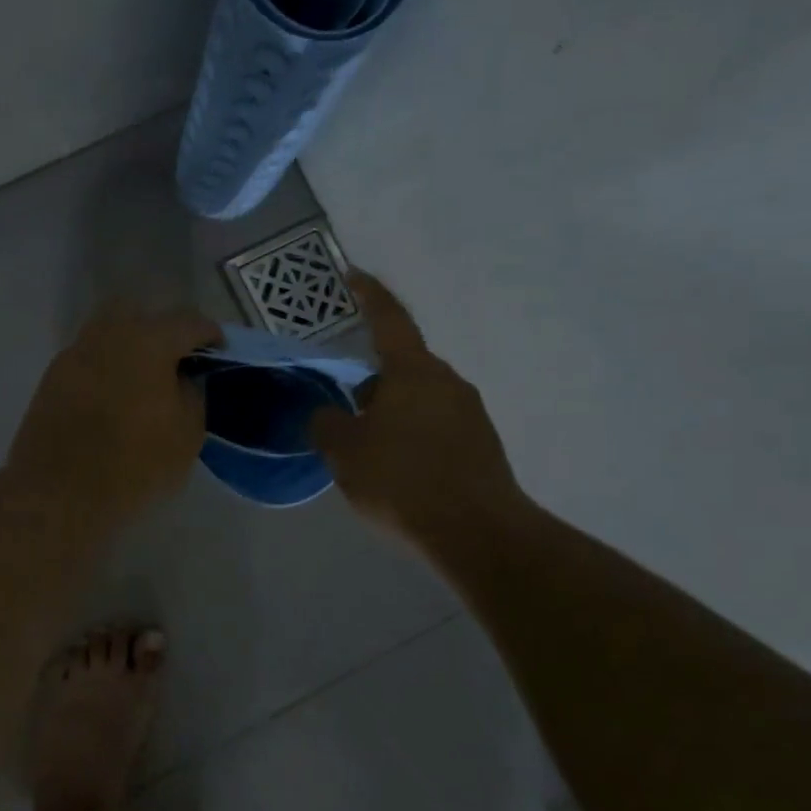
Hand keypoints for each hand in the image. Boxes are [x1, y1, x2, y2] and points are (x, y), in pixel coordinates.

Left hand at [5, 306, 219, 527]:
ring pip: (109, 331)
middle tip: (175, 361)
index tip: (219, 352)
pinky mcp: (53, 376)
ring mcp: (76, 352)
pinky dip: (106, 367)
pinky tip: (113, 396)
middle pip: (142, 314)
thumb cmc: (134, 463)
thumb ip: (194, 394)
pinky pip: (89, 357)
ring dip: (130, 346)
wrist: (59, 492)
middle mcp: (109, 334)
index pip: (189, 321)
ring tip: (143, 379)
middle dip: (163, 330)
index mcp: (148, 340)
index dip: (210, 334)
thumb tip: (184, 378)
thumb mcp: (187, 434)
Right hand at [311, 272, 527, 545]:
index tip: (354, 276)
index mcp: (413, 372)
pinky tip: (401, 472)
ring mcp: (471, 413)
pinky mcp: (483, 445)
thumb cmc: (403, 482)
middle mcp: (448, 382)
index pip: (389, 320)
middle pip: (403, 367)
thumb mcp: (346, 453)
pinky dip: (414, 437)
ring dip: (394, 413)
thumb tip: (328, 414)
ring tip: (371, 450)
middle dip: (373, 383)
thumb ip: (328, 425)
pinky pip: (438, 427)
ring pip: (420, 399)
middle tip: (347, 411)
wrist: (478, 534)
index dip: (369, 295)